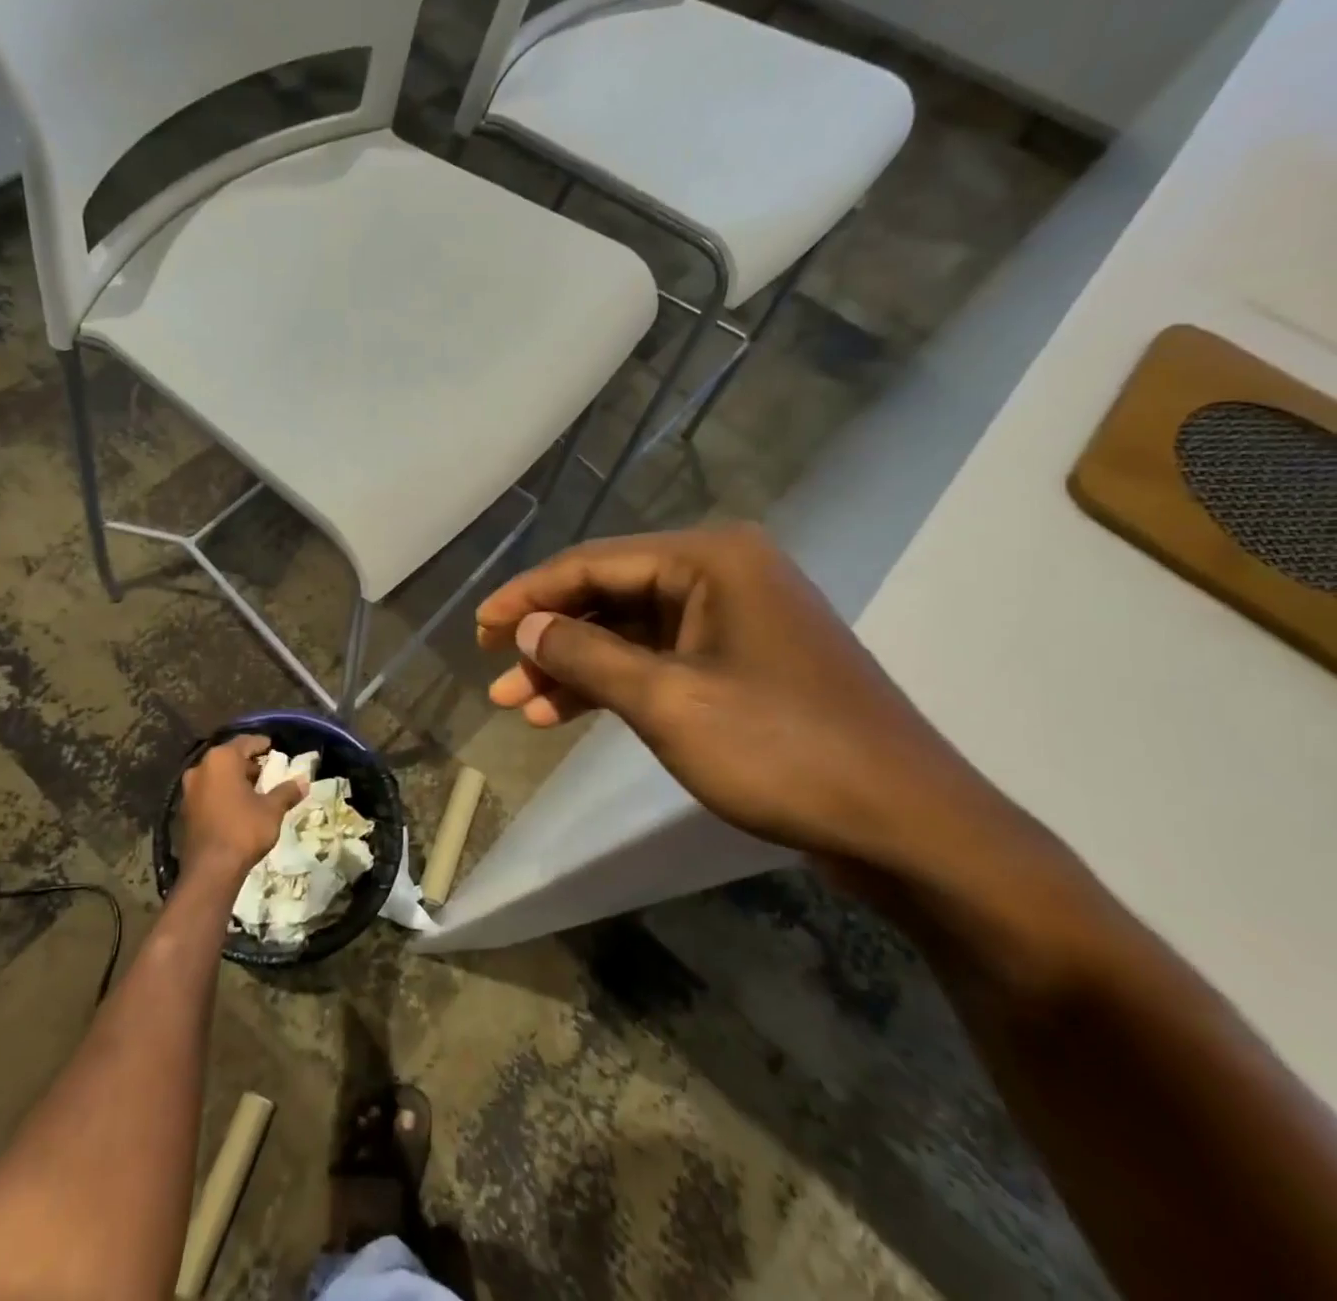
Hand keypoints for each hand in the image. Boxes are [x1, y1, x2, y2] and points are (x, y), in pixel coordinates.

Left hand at [179, 735, 304, 883]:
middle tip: (267, 771)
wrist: (210, 870)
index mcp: (221, 760)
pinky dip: (222, 794)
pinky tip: (237, 807)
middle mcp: (201, 768)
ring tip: (255, 790)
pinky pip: (207, 793)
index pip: (245, 742)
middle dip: (247, 764)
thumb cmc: (243, 830)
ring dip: (234, 779)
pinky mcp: (184, 810)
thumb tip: (303, 782)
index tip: (273, 747)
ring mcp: (189, 790)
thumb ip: (286, 792)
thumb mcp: (271, 809)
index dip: (261, 744)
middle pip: (228, 758)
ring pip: (216, 776)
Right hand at [476, 524, 1000, 868]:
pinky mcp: (740, 666)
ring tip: (520, 704)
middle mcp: (722, 575)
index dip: (529, 595)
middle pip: (609, 595)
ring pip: (629, 634)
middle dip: (549, 636)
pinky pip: (658, 662)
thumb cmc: (782, 751)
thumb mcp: (667, 701)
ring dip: (574, 667)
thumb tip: (526, 627)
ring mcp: (734, 622)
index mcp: (710, 560)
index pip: (594, 564)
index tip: (478, 627)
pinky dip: (613, 685)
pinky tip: (567, 713)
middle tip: (494, 670)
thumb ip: (587, 655)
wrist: (907, 827)